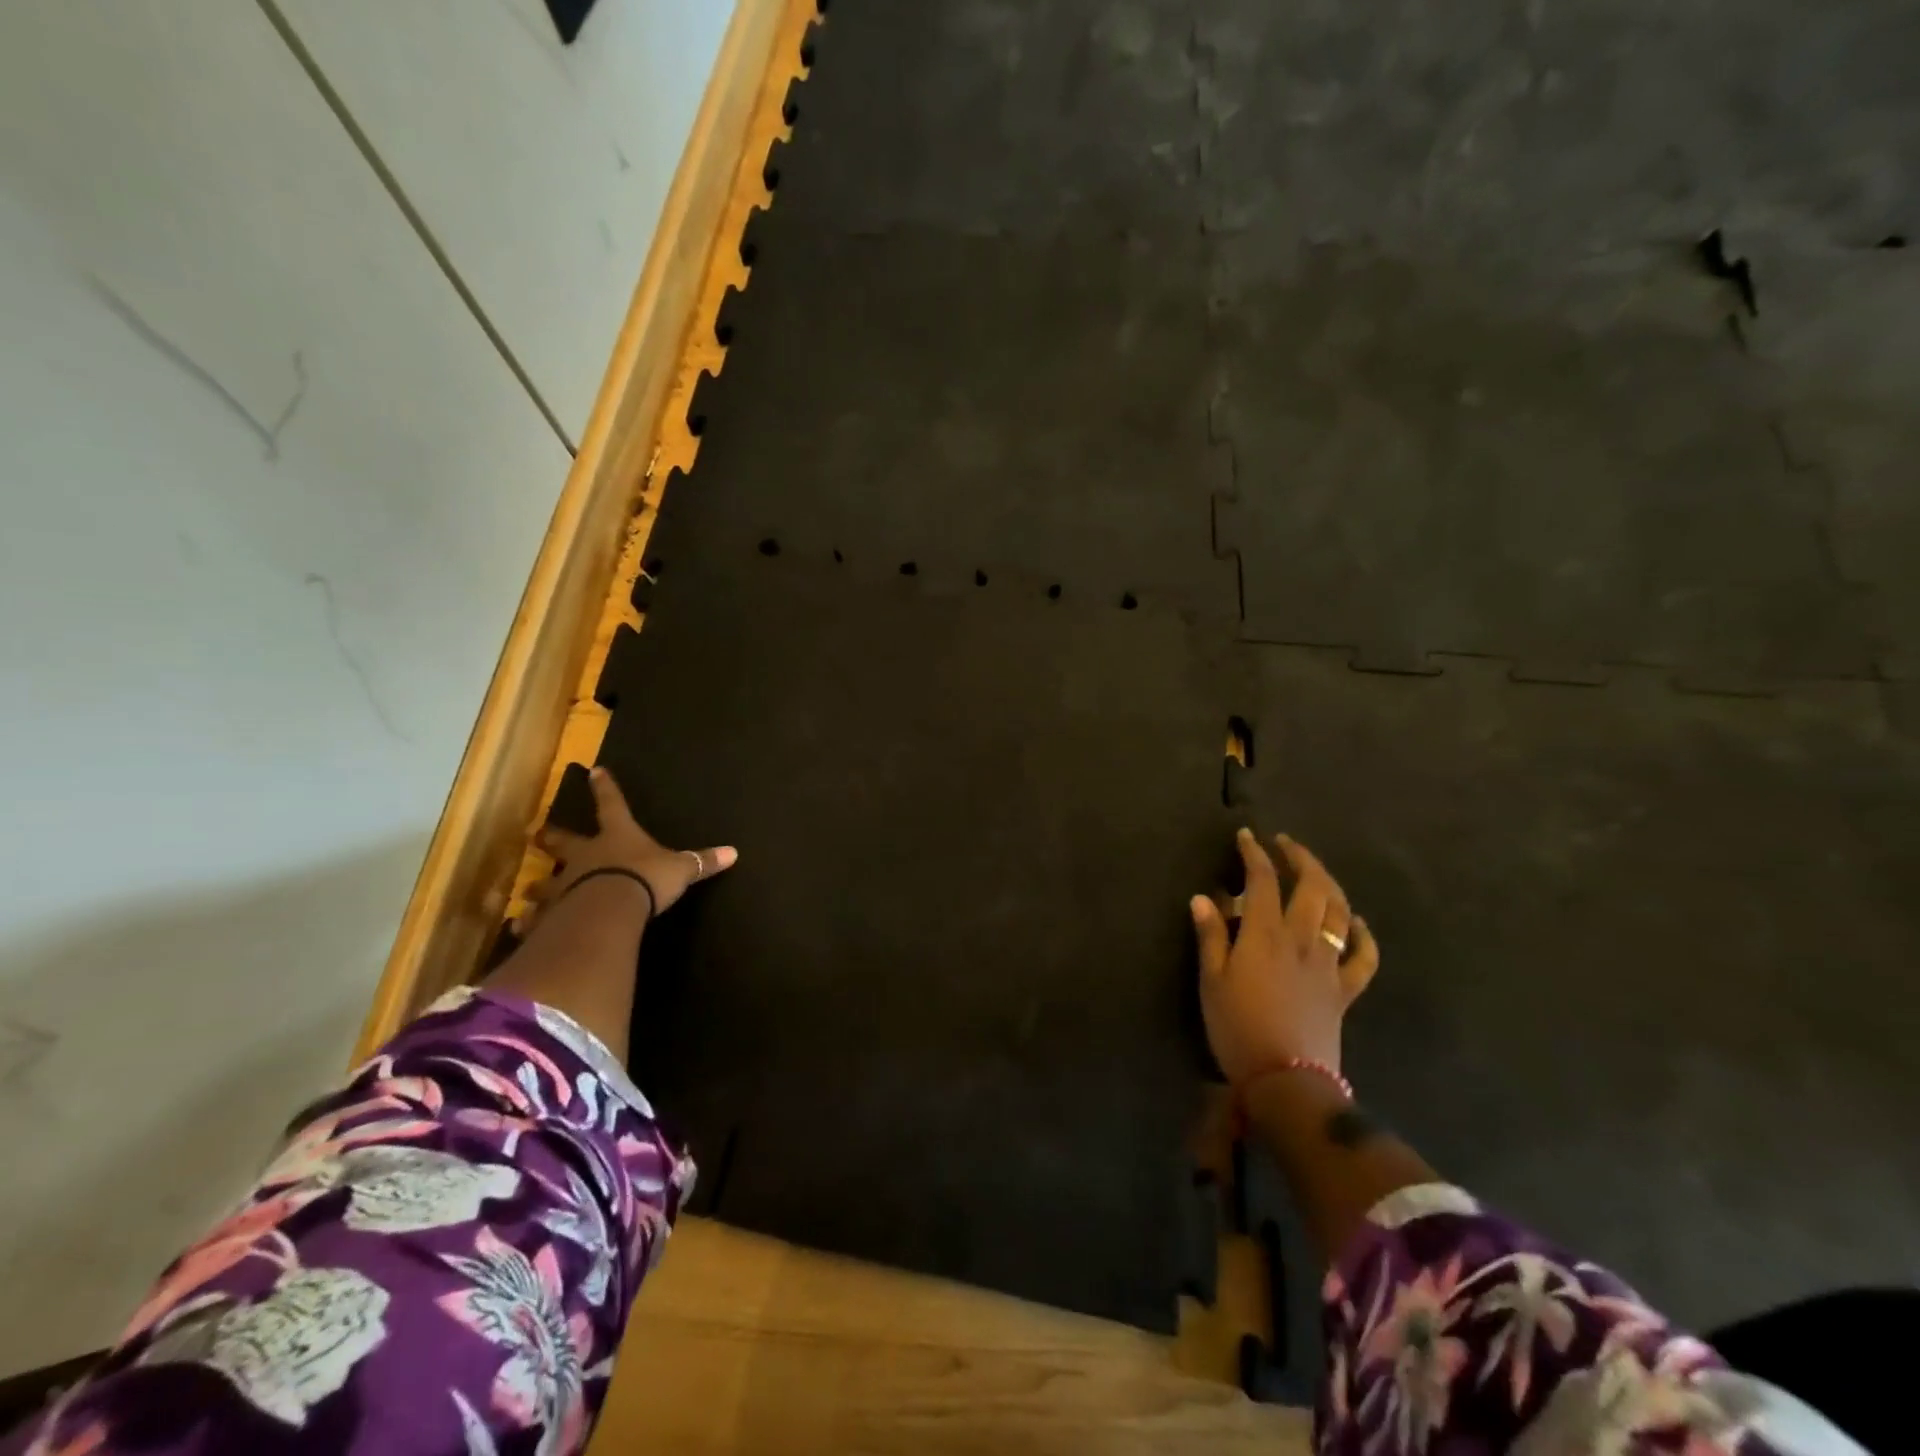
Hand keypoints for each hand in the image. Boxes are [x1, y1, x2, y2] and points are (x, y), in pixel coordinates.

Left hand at [534, 766, 737, 918]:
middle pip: (563, 841)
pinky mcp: (552, 914)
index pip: (612, 805)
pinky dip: (527, 923)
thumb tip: (734, 852)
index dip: (605, 789)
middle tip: (538, 833)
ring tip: (525, 891)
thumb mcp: (680, 869)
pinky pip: (536, 919)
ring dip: (536, 886)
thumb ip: (702, 861)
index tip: (594, 771)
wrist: (609, 909)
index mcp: (617, 836)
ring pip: (544, 882)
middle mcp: (585, 855)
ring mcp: (564, 884)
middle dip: (552, 837)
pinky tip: (517, 927)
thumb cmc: (645, 879)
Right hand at [1191, 828, 1378, 1083]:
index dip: (1254, 853)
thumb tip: (1203, 897)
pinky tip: (1356, 923)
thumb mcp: (1212, 980)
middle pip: (1312, 886)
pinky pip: (1364, 957)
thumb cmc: (1237, 1027)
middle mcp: (1301, 939)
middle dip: (1300, 857)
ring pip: (1339, 912)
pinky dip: (1363, 935)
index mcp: (1265, 934)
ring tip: (1315, 872)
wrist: (1286, 1080)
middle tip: (1284, 844)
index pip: (1263, 879)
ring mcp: (1329, 964)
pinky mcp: (1345, 989)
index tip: (1246, 836)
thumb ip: (1210, 936)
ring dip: (1329, 884)